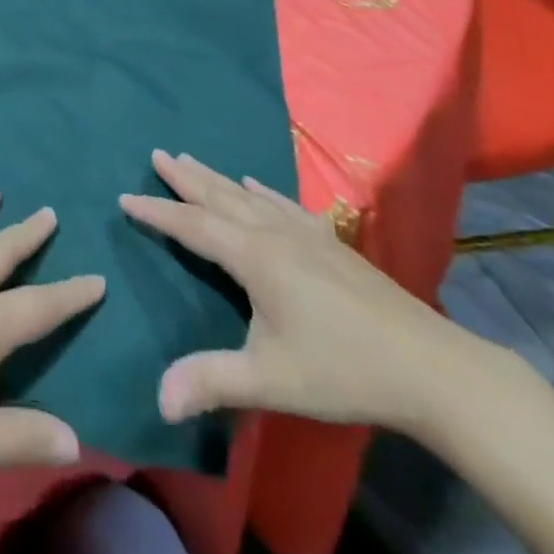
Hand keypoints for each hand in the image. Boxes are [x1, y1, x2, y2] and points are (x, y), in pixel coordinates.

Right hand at [119, 150, 468, 434]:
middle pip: (220, 196)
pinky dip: (262, 190)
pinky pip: (284, 204)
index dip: (157, 212)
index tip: (125, 196)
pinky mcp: (330, 243)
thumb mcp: (271, 380)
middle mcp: (274, 233)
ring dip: (216, 178)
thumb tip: (158, 398)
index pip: (194, 226)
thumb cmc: (342, 369)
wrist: (428, 366)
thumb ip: (212, 382)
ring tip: (192, 159)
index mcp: (255, 257)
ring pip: (248, 196)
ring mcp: (305, 234)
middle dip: (185, 178)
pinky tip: (258, 185)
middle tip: (157, 154)